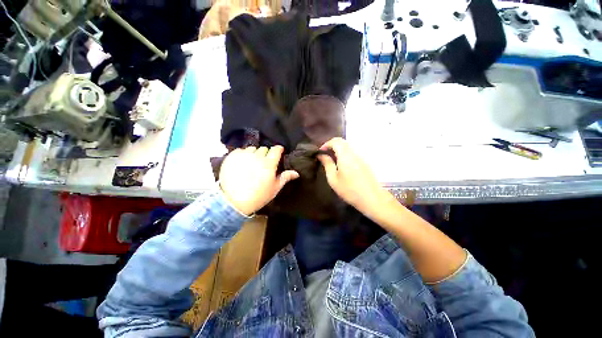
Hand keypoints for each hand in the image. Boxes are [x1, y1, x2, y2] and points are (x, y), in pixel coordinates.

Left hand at [219, 146, 298, 214]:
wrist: (234, 202)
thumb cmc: (258, 196)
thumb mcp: (274, 188)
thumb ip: (285, 177)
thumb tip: (296, 173)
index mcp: (269, 164)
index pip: (276, 149)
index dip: (278, 149)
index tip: (279, 152)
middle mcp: (257, 156)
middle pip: (264, 148)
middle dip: (266, 154)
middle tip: (264, 163)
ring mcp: (244, 156)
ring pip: (252, 148)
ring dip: (254, 154)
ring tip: (252, 163)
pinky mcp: (232, 157)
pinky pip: (240, 150)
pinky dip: (242, 155)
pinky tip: (242, 163)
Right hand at [317, 138, 387, 214]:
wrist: (372, 198)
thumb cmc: (349, 190)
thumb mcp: (333, 179)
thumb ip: (327, 164)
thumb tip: (321, 155)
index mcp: (345, 155)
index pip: (335, 141)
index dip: (326, 144)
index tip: (320, 152)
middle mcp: (354, 153)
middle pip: (342, 142)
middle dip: (332, 146)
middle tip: (325, 155)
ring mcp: (361, 157)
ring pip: (348, 147)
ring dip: (338, 150)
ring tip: (332, 161)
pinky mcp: (365, 162)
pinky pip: (352, 153)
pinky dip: (344, 155)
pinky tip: (341, 166)